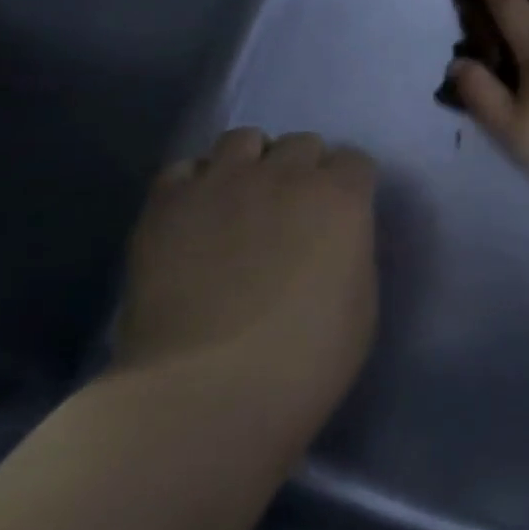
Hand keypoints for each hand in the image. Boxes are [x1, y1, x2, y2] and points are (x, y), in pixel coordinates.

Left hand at [115, 130, 378, 449]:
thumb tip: (336, 238)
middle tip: (294, 211)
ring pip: (242, 139)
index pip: (355, 162)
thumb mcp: (362, 304)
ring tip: (243, 202)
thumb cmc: (307, 359)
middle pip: (302, 143)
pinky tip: (197, 217)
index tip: (344, 215)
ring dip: (252, 164)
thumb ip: (352, 252)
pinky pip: (185, 169)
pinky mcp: (166, 204)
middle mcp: (284, 174)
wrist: (209, 389)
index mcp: (341, 198)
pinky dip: (197, 183)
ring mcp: (221, 183)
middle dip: (304, 169)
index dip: (351, 186)